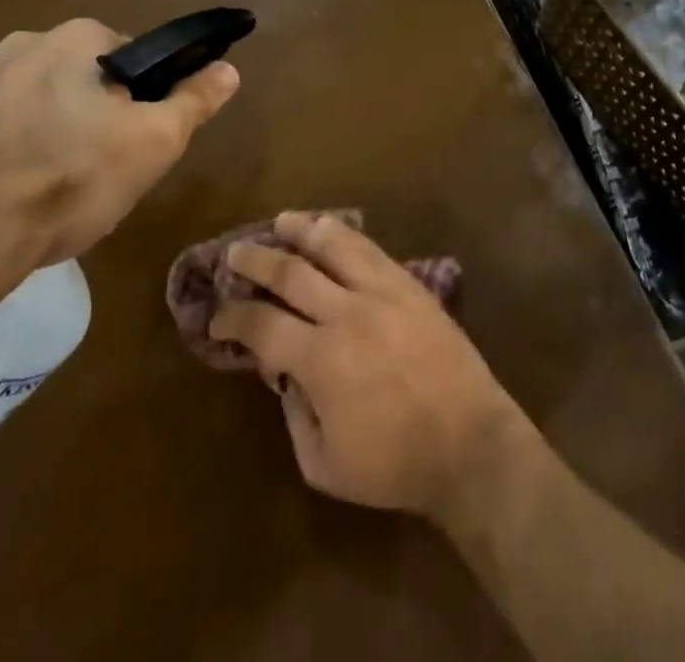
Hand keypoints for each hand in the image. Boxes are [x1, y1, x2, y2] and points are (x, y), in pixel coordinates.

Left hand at [0, 18, 239, 266]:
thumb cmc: (69, 178)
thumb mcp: (154, 142)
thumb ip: (194, 101)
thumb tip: (229, 68)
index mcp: (77, 37)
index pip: (136, 60)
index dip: (146, 102)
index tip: (140, 141)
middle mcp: (24, 43)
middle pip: (89, 82)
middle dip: (100, 118)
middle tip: (105, 170)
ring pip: (46, 106)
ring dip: (59, 135)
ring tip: (60, 190)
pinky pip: (4, 132)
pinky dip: (18, 154)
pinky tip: (19, 196)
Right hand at [209, 212, 534, 522]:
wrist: (469, 441)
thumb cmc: (394, 464)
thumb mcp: (324, 465)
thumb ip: (295, 416)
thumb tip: (284, 375)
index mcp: (320, 360)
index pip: (262, 325)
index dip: (232, 318)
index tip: (216, 317)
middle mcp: (346, 313)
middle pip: (291, 272)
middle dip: (256, 260)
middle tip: (234, 252)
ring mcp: (382, 291)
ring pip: (334, 246)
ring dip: (302, 229)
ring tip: (281, 220)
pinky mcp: (409, 284)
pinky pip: (371, 249)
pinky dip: (345, 235)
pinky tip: (332, 229)